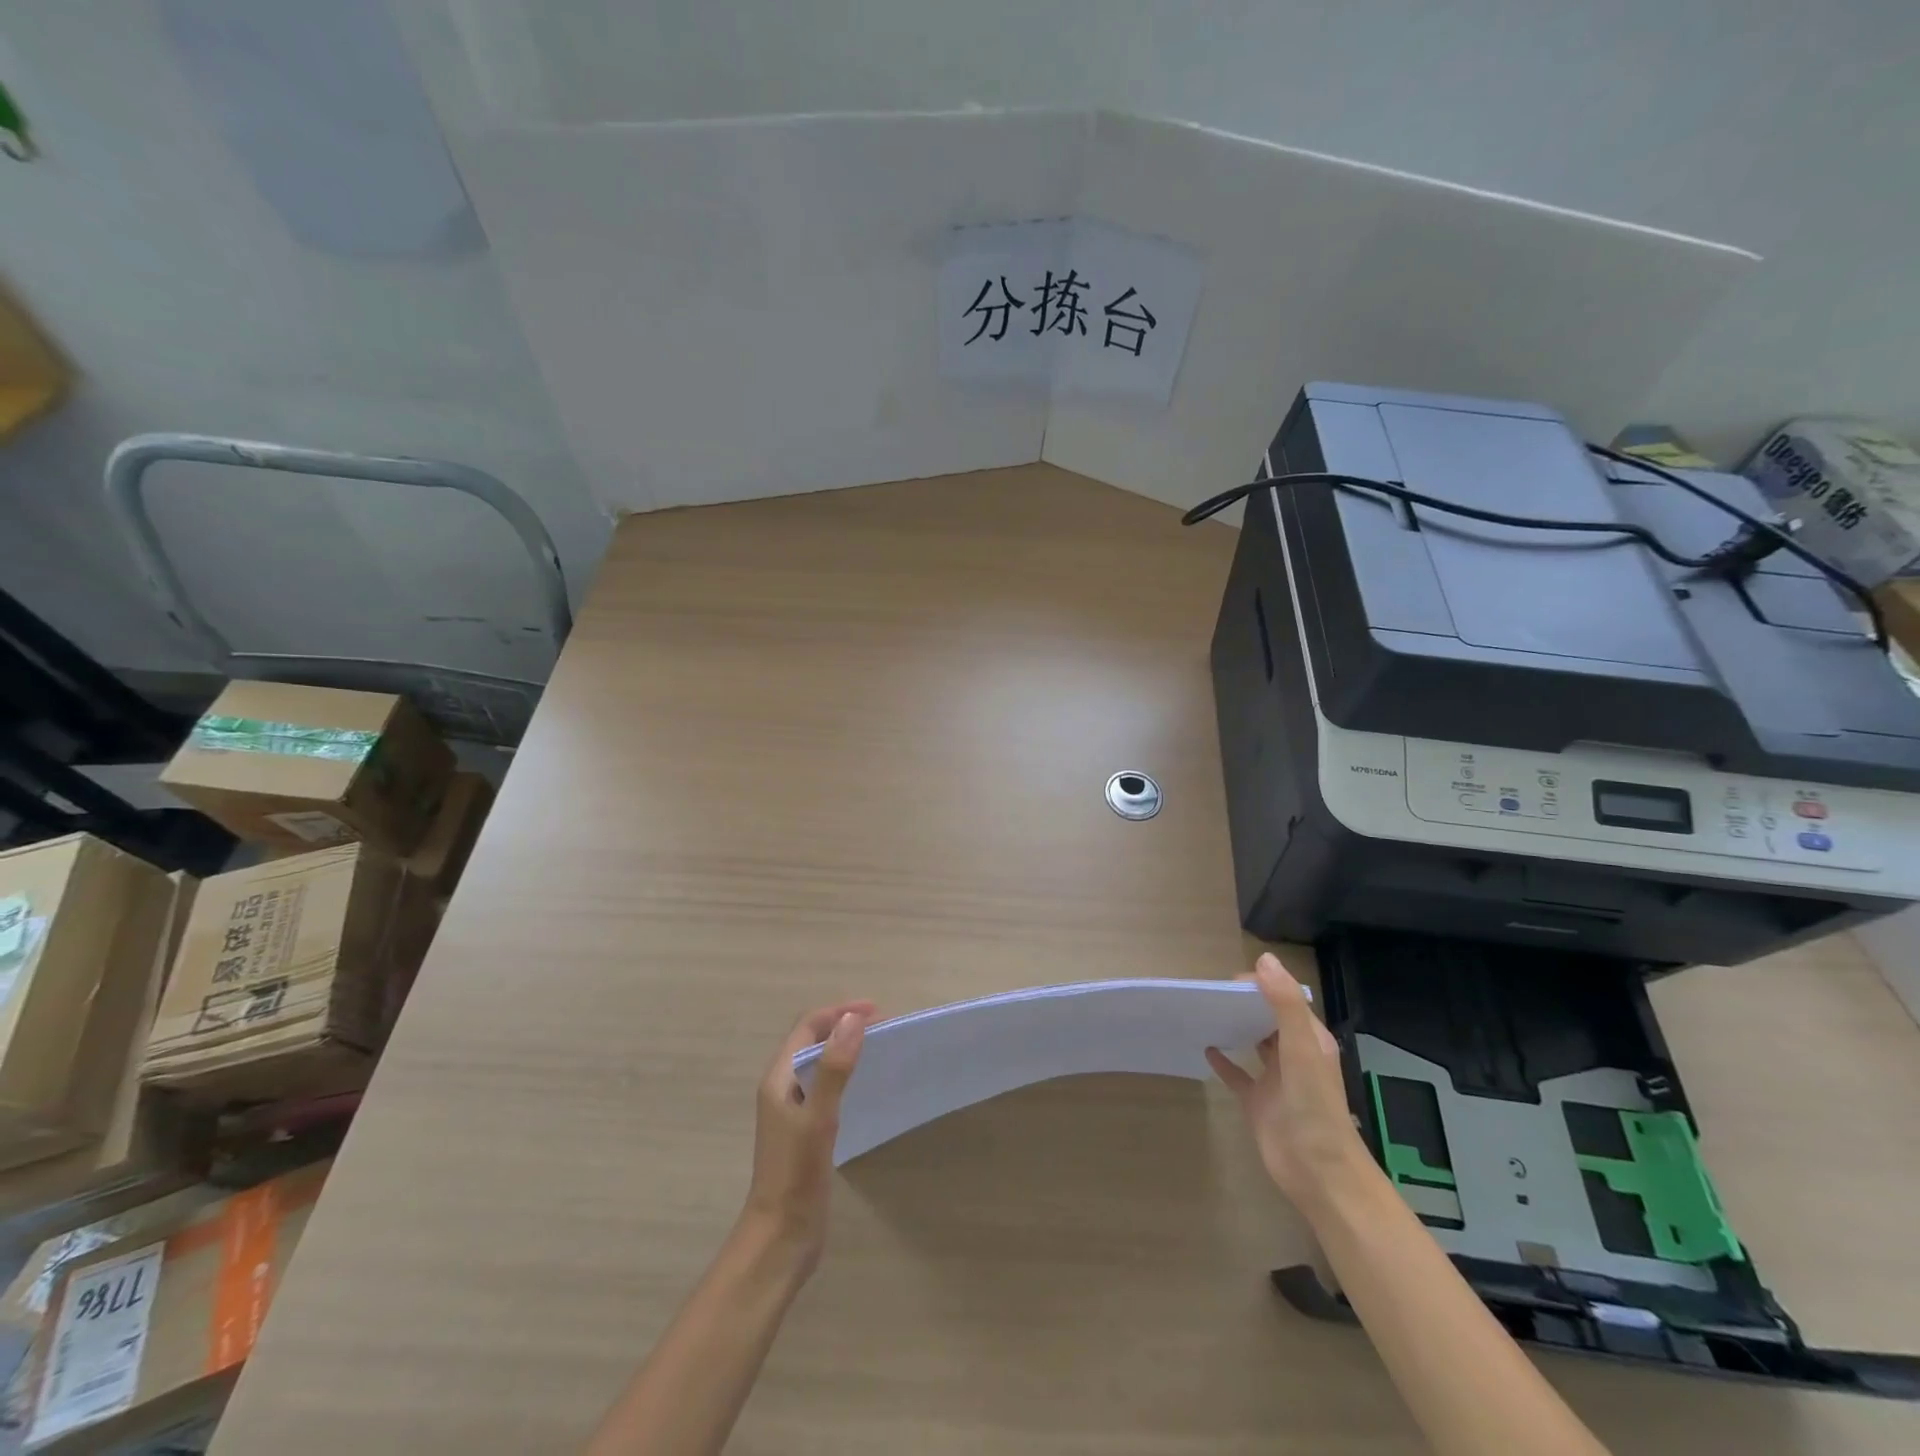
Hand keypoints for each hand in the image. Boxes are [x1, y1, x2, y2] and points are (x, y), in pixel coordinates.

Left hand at [743, 1001, 874, 1275]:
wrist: (780, 1238)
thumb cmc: (795, 1174)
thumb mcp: (818, 1117)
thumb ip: (834, 1068)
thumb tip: (853, 1019)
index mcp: (779, 1078)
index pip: (809, 1026)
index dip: (840, 1012)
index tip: (878, 1011)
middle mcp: (784, 1088)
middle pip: (814, 1040)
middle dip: (845, 1025)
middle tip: (885, 1026)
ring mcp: (794, 1110)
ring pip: (821, 1064)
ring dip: (847, 1048)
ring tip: (880, 1048)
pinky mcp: (806, 1131)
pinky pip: (828, 1087)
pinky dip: (847, 1074)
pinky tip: (866, 1086)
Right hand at [1206, 953, 1369, 1216]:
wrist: (1319, 1174)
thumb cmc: (1313, 1108)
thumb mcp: (1301, 1049)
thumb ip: (1285, 1004)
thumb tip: (1264, 960)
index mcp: (1309, 1039)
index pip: (1284, 998)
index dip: (1259, 985)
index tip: (1227, 983)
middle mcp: (1293, 1055)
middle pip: (1268, 1018)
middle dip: (1244, 1002)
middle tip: (1210, 994)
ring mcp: (1276, 1080)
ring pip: (1254, 1043)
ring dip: (1235, 1027)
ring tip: (1205, 1011)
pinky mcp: (1258, 1102)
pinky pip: (1238, 1074)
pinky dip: (1223, 1061)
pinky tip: (1205, 1049)